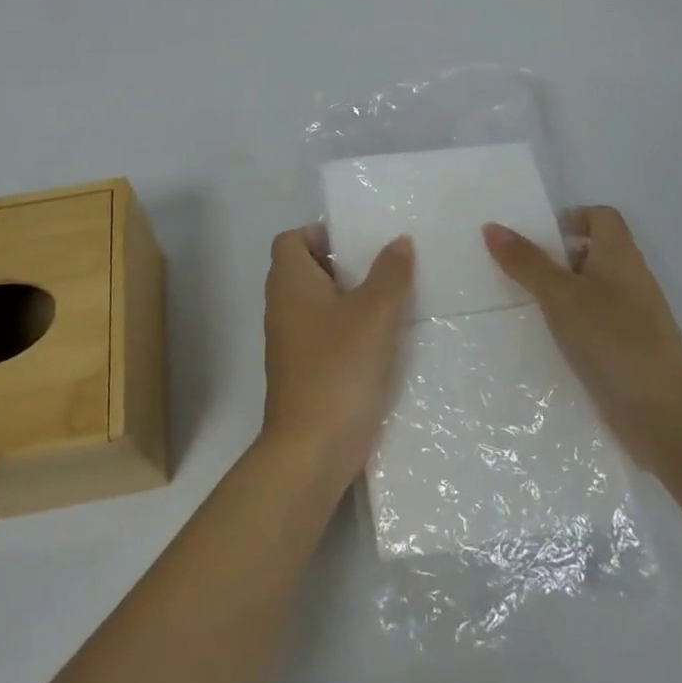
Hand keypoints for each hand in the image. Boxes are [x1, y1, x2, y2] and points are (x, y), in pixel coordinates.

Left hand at [258, 227, 413, 495]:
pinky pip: (326, 334)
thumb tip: (399, 241)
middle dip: (345, 264)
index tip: (359, 242)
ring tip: (393, 299)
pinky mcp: (304, 370)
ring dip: (352, 298)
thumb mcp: (374, 313)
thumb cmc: (339, 367)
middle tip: (385, 267)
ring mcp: (291, 341)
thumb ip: (390, 273)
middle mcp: (283, 306)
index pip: (291, 239)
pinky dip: (350, 329)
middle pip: (308, 269)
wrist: (312, 449)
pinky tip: (384, 339)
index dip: (320, 233)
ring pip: (320, 303)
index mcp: (290, 282)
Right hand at [482, 207, 681, 480]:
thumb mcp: (560, 296)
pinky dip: (571, 325)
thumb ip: (526, 262)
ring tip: (522, 304)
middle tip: (516, 269)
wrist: (666, 417)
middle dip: (555, 257)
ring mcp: (632, 318)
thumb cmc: (614, 340)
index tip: (536, 237)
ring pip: (591, 290)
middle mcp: (630, 280)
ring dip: (560, 293)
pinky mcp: (628, 351)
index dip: (570, 218)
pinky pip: (594, 324)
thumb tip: (492, 227)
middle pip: (592, 252)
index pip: (601, 216)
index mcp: (620, 255)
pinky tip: (546, 341)